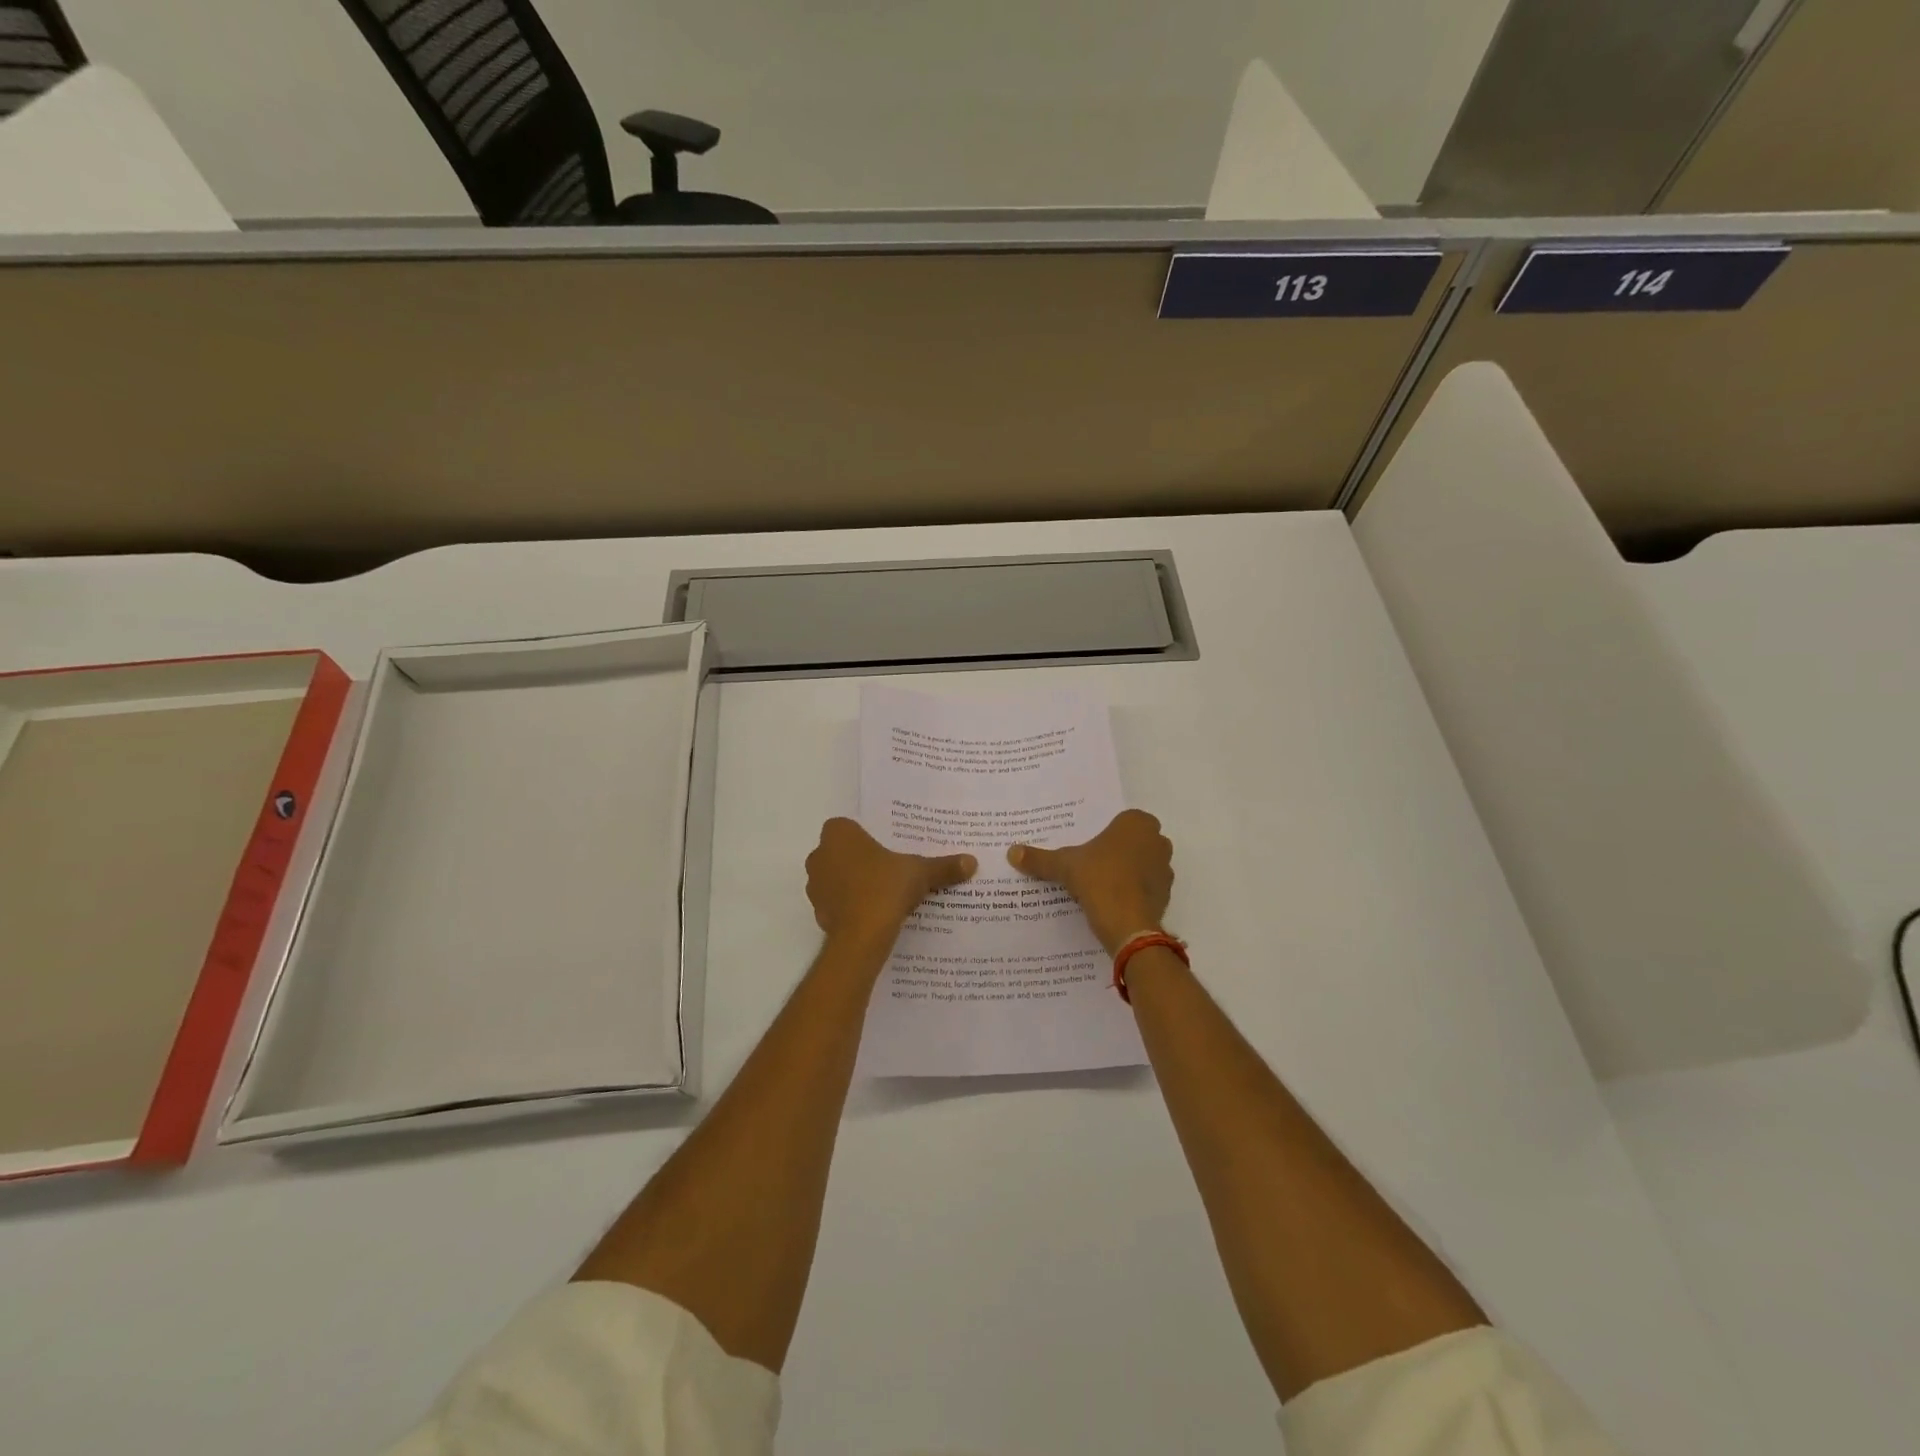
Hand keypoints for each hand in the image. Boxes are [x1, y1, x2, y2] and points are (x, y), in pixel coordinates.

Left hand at [806, 817, 976, 948]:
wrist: (862, 935)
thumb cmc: (886, 888)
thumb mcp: (920, 872)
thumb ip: (943, 866)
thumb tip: (972, 862)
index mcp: (839, 835)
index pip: (847, 827)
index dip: (863, 836)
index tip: (883, 847)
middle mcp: (820, 855)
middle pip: (840, 852)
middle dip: (858, 859)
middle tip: (886, 869)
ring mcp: (815, 886)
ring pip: (835, 878)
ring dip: (852, 883)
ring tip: (881, 893)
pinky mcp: (818, 912)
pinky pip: (836, 902)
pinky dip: (849, 906)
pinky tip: (872, 914)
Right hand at [1008, 809, 1172, 955]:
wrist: (1128, 924)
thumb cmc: (1098, 879)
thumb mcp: (1063, 866)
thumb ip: (1040, 858)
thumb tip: (1012, 852)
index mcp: (1136, 823)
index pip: (1122, 820)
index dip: (1107, 832)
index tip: (1090, 845)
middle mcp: (1157, 840)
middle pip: (1134, 841)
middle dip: (1118, 850)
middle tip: (1092, 863)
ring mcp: (1165, 868)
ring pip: (1144, 864)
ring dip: (1128, 871)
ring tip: (1101, 884)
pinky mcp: (1167, 894)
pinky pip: (1148, 887)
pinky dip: (1135, 891)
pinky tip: (1113, 901)